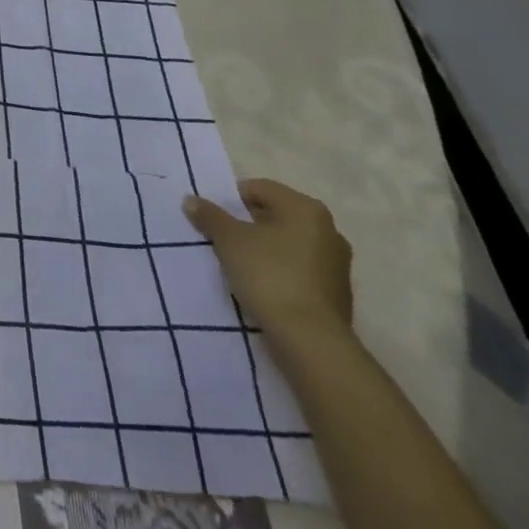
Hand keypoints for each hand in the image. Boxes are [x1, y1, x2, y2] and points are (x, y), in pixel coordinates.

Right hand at [183, 178, 352, 338]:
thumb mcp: (229, 240)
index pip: (259, 188)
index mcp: (305, 208)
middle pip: (276, 215)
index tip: (215, 218)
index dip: (232, 199)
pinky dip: (280, 270)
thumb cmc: (269, 275)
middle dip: (248, 224)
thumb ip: (209, 215)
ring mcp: (337, 263)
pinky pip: (299, 269)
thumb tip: (191, 200)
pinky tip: (262, 285)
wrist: (311, 340)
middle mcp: (328, 229)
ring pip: (288, 243)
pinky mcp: (337, 292)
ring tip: (240, 264)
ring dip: (264, 248)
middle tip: (223, 239)